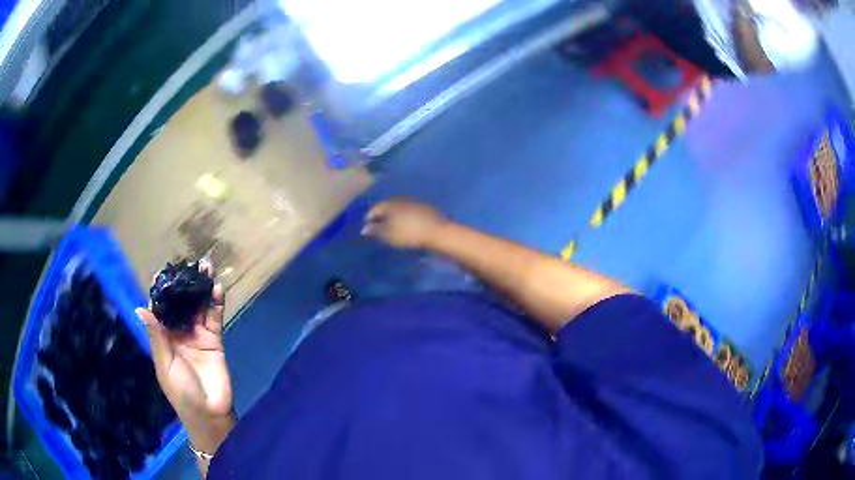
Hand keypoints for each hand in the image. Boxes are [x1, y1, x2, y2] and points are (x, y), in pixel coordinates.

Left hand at [136, 261, 232, 421]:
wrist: (209, 413)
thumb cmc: (180, 391)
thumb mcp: (164, 364)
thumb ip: (157, 336)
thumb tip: (140, 308)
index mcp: (163, 337)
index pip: (160, 308)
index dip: (161, 290)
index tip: (163, 271)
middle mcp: (179, 331)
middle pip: (181, 302)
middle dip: (184, 284)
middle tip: (189, 262)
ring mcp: (198, 334)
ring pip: (199, 305)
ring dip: (202, 287)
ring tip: (206, 266)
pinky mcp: (214, 339)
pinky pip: (215, 317)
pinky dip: (216, 302)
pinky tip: (217, 288)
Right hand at [362, 199, 448, 249]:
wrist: (437, 231)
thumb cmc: (409, 233)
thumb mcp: (389, 235)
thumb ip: (376, 230)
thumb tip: (364, 228)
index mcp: (390, 204)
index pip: (375, 207)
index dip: (368, 216)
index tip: (365, 224)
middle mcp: (400, 200)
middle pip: (386, 206)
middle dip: (381, 215)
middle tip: (377, 225)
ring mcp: (413, 203)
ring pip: (398, 208)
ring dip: (392, 216)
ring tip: (390, 226)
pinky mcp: (424, 209)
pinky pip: (408, 211)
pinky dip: (403, 217)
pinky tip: (404, 225)